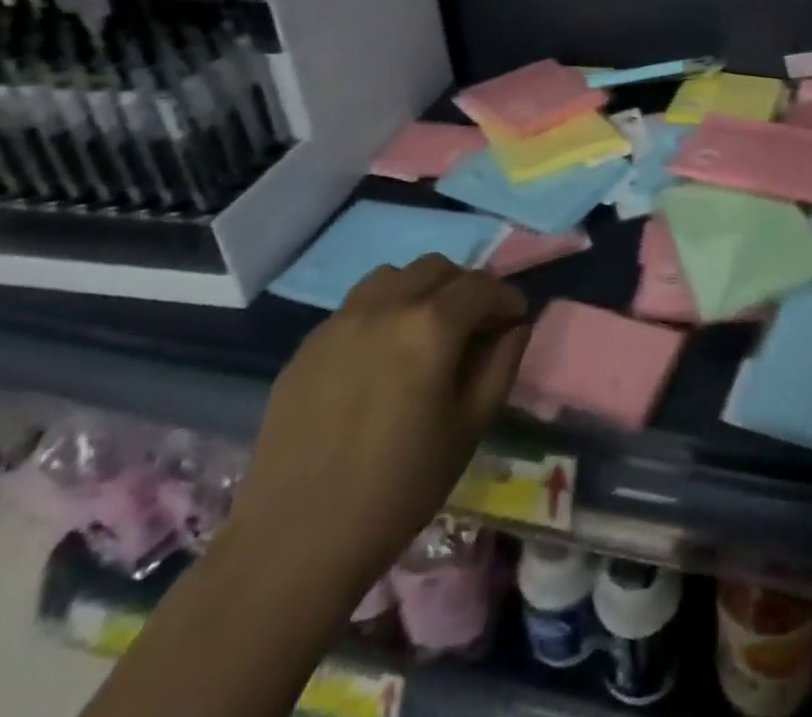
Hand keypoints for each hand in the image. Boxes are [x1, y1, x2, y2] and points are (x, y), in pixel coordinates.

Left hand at [225, 256, 530, 593]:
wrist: (295, 543)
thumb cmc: (398, 488)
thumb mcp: (469, 428)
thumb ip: (501, 366)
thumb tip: (516, 327)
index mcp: (431, 326)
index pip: (482, 286)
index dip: (507, 298)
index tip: (516, 319)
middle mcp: (385, 307)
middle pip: (436, 268)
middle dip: (464, 287)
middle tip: (474, 324)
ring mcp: (339, 322)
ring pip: (392, 277)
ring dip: (419, 290)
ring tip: (424, 331)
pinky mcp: (306, 346)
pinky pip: (354, 307)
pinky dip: (381, 313)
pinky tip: (380, 358)